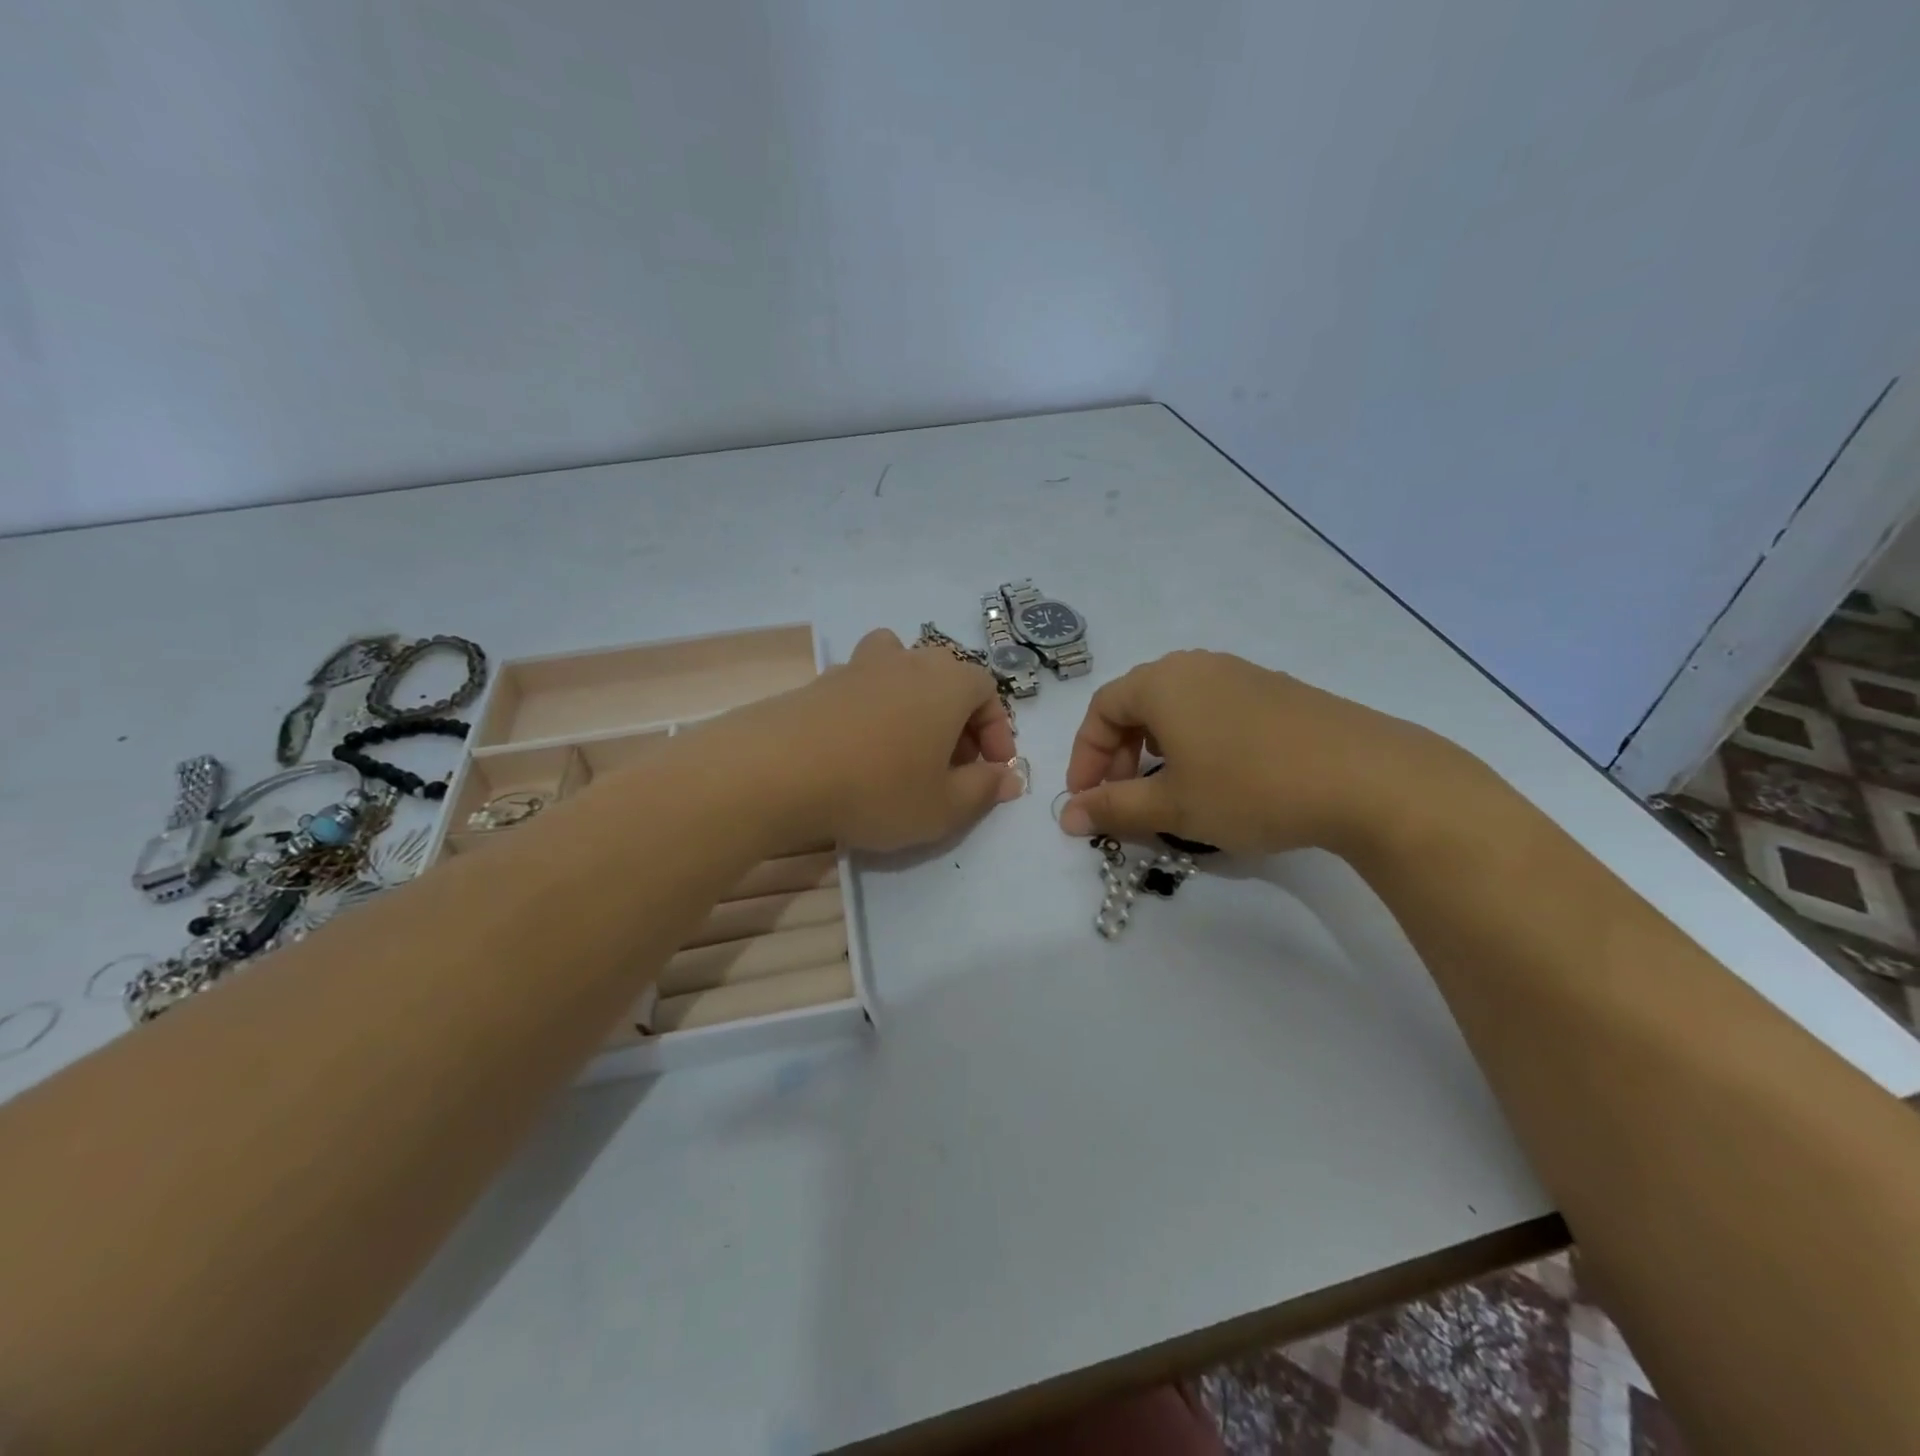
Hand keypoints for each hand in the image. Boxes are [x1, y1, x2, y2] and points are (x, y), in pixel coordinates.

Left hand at [709, 628, 1023, 852]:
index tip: (992, 769)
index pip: (987, 691)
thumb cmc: (878, 788)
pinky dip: (873, 712)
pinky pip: (862, 689)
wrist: (778, 770)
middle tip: (952, 765)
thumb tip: (1007, 778)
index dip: (996, 731)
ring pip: (901, 673)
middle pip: (946, 679)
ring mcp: (859, 666)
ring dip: (914, 705)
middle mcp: (908, 660)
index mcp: (948, 681)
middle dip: (958, 721)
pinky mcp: (821, 681)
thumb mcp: (943, 807)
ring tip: (906, 747)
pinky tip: (859, 751)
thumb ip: (983, 790)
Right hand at [1059, 650, 1474, 857]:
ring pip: (1177, 706)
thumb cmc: (1250, 787)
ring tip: (1168, 787)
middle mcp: (1197, 666)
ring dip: (1156, 747)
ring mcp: (1242, 674)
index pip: (1100, 710)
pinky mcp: (1277, 691)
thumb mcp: (1173, 805)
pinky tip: (1219, 776)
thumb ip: (1114, 808)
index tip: (1087, 800)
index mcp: (1162, 682)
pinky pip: (1215, 709)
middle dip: (1119, 753)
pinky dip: (1196, 740)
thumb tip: (1068, 817)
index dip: (1085, 757)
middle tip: (1124, 797)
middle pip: (1136, 703)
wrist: (1369, 779)